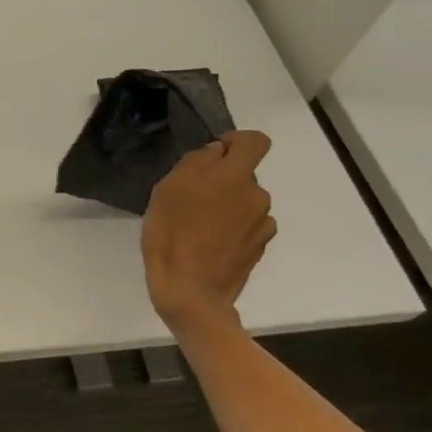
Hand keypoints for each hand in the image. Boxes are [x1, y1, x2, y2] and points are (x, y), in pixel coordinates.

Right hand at [141, 130, 277, 331]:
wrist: (190, 290)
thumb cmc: (172, 234)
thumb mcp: (168, 188)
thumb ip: (196, 163)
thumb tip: (216, 153)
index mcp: (235, 176)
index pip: (255, 141)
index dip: (235, 142)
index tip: (213, 155)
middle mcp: (257, 196)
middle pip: (244, 176)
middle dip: (222, 181)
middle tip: (190, 199)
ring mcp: (262, 225)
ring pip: (245, 203)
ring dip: (227, 207)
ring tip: (197, 226)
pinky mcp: (259, 249)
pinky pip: (247, 227)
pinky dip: (232, 230)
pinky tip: (209, 244)